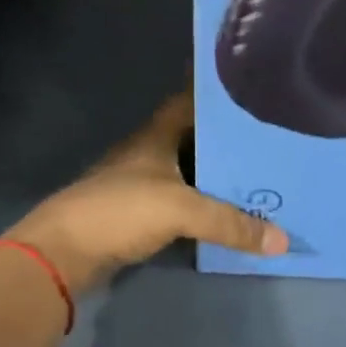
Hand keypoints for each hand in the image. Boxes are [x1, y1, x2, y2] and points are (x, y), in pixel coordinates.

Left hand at [6, 91, 287, 295]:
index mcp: (155, 137)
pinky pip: (181, 203)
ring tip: (260, 177)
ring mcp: (140, 185)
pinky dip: (203, 206)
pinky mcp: (137, 216)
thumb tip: (282, 241)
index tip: (254, 93)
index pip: (190, 103)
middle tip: (272, 142)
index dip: (218, 96)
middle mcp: (148, 154)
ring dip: (217, 176)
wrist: (63, 253)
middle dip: (229, 140)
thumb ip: (231, 223)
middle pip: (194, 139)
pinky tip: (228, 213)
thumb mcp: (181, 210)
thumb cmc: (120, 211)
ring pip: (189, 173)